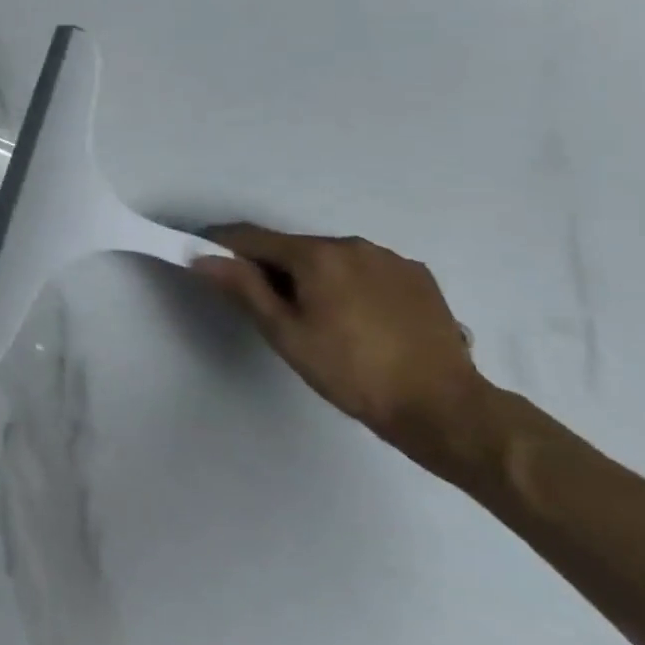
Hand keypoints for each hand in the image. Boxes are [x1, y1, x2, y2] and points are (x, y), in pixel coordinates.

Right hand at [193, 225, 493, 475]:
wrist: (444, 408)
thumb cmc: (351, 372)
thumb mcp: (285, 333)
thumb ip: (243, 288)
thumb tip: (203, 256)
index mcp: (317, 255)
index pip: (252, 237)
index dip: (221, 243)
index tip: (200, 255)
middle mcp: (354, 245)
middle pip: (293, 247)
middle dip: (270, 266)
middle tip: (261, 303)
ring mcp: (391, 259)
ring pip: (331, 258)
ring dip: (311, 275)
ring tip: (315, 316)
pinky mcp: (419, 278)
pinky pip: (366, 270)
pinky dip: (348, 284)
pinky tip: (355, 318)